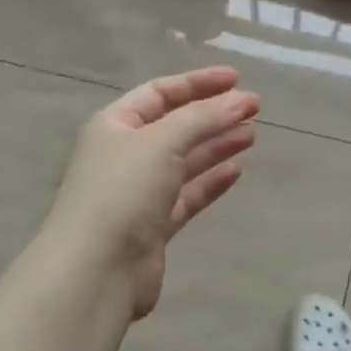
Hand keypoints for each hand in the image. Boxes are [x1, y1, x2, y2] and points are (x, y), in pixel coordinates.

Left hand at [48, 67, 260, 318]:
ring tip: (251, 135)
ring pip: (184, 161)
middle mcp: (125, 154)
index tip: (237, 80)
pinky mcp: (154, 225)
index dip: (198, 83)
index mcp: (115, 125)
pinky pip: (187, 195)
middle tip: (254, 108)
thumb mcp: (162, 142)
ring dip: (216, 145)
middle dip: (213, 115)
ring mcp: (139, 192)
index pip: (160, 92)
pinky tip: (235, 171)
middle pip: (175, 126)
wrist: (97, 270)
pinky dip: (210, 182)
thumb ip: (203, 118)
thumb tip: (241, 100)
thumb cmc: (123, 192)